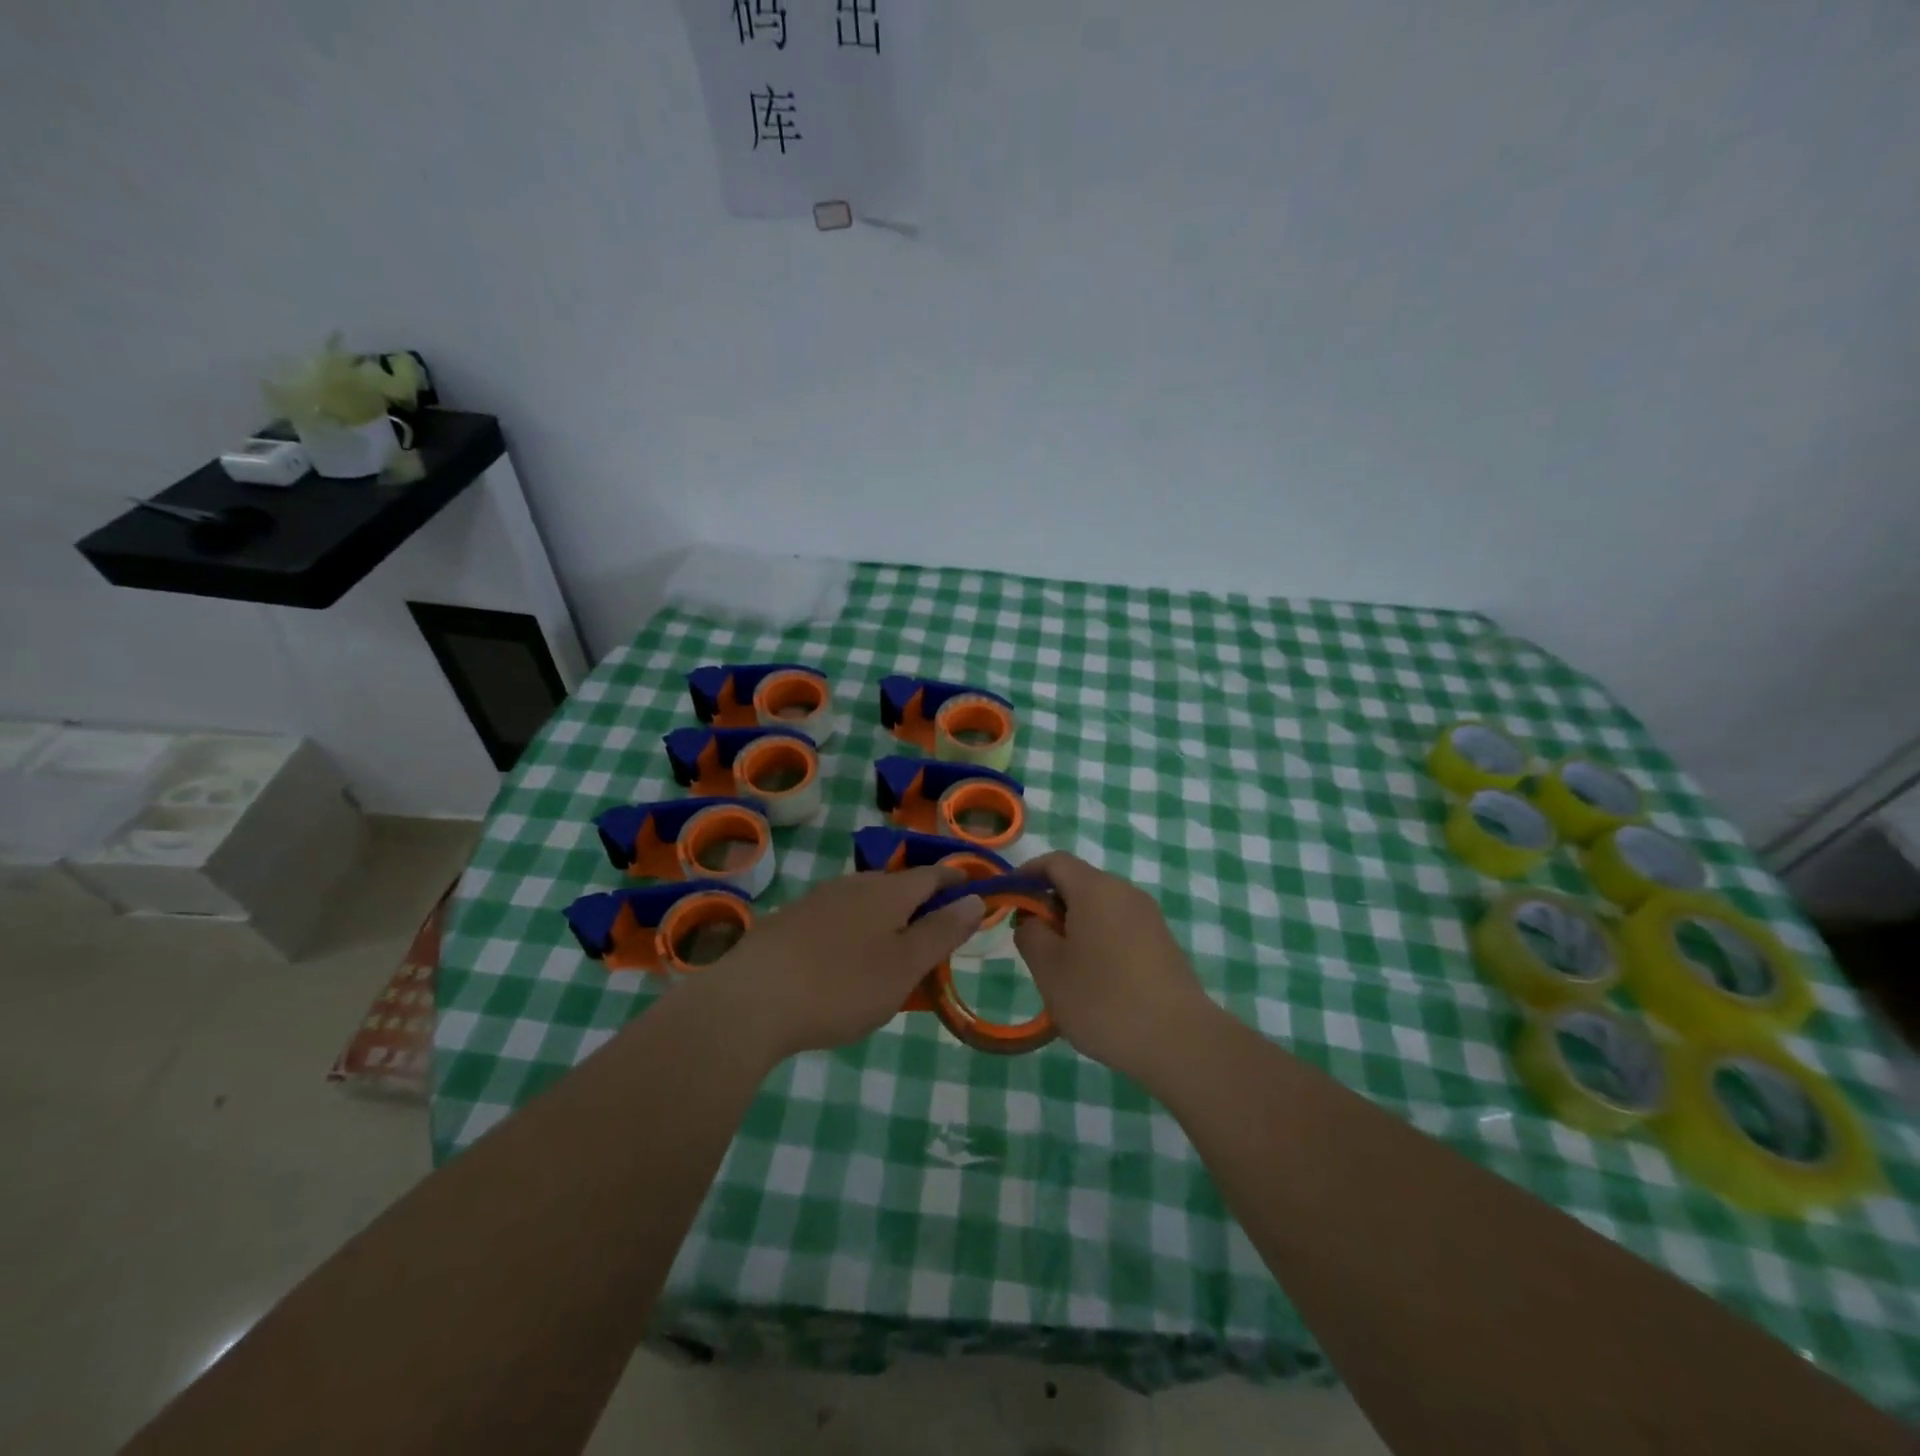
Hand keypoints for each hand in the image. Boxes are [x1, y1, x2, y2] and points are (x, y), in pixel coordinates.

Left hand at [697, 867, 984, 1065]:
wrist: (751, 1001)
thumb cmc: (841, 985)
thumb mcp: (904, 966)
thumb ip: (942, 931)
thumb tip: (975, 897)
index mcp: (887, 891)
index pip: (932, 874)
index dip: (956, 880)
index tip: (974, 889)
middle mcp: (853, 884)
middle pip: (897, 885)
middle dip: (920, 903)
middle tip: (935, 935)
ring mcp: (817, 900)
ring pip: (864, 901)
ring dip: (885, 918)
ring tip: (892, 951)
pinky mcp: (788, 922)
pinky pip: (836, 918)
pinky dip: (854, 931)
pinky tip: (844, 961)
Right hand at [1015, 852, 1218, 1084]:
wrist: (1179, 1040)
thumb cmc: (1104, 1000)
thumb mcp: (1049, 969)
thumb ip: (1030, 934)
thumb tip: (1033, 920)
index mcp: (1095, 889)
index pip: (1055, 861)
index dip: (1026, 874)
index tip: (1008, 901)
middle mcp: (1125, 892)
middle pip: (1078, 882)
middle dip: (1049, 905)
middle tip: (1033, 944)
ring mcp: (1149, 916)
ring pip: (1099, 907)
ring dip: (1074, 926)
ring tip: (1062, 969)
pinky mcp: (1163, 942)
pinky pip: (1120, 927)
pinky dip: (1098, 940)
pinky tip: (1095, 982)